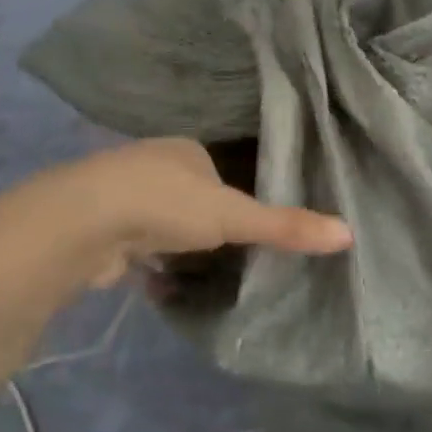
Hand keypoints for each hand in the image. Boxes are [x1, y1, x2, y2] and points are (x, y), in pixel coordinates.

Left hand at [56, 138, 350, 287]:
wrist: (83, 224)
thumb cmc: (165, 205)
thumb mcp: (234, 216)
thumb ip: (286, 227)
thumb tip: (348, 234)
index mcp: (185, 150)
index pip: (221, 168)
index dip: (239, 195)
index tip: (253, 224)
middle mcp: (152, 165)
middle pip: (190, 194)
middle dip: (205, 220)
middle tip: (232, 251)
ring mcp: (121, 196)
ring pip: (160, 220)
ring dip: (174, 242)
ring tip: (201, 269)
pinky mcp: (99, 229)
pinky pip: (135, 245)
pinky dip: (148, 261)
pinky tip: (160, 280)